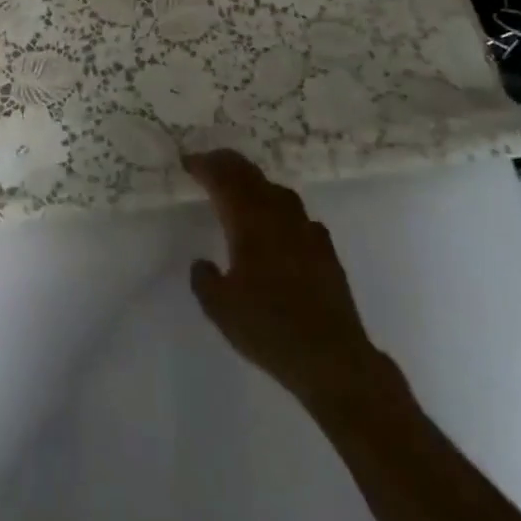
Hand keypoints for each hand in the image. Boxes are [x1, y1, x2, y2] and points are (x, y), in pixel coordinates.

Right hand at [183, 150, 387, 412]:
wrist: (333, 358)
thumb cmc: (270, 328)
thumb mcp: (220, 308)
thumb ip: (204, 279)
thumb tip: (202, 263)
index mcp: (249, 221)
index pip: (223, 178)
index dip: (204, 165)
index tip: (187, 162)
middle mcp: (278, 215)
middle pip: (250, 175)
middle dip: (227, 164)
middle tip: (208, 164)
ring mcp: (306, 229)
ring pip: (276, 190)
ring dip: (254, 183)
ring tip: (240, 190)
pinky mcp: (325, 250)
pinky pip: (298, 215)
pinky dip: (280, 210)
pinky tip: (279, 226)